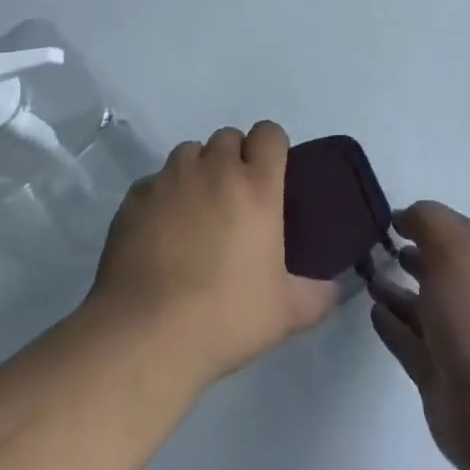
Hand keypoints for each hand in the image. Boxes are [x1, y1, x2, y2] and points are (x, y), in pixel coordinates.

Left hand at [89, 121, 337, 391]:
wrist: (146, 336)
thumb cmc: (226, 318)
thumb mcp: (287, 313)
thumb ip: (318, 294)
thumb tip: (334, 287)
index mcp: (256, 186)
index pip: (269, 133)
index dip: (272, 148)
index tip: (271, 176)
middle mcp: (214, 170)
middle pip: (228, 137)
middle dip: (234, 159)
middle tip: (234, 200)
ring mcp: (170, 180)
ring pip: (189, 153)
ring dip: (197, 171)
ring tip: (195, 212)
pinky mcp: (135, 197)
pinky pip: (154, 182)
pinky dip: (161, 197)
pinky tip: (159, 233)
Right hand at [369, 201, 469, 469]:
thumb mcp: (453, 248)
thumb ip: (427, 221)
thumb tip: (405, 217)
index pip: (451, 231)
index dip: (423, 220)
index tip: (388, 218)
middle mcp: (469, 295)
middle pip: (435, 268)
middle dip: (408, 254)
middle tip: (372, 246)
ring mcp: (452, 337)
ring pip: (418, 304)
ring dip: (394, 289)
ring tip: (367, 276)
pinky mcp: (434, 372)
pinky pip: (407, 339)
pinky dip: (391, 324)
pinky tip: (373, 311)